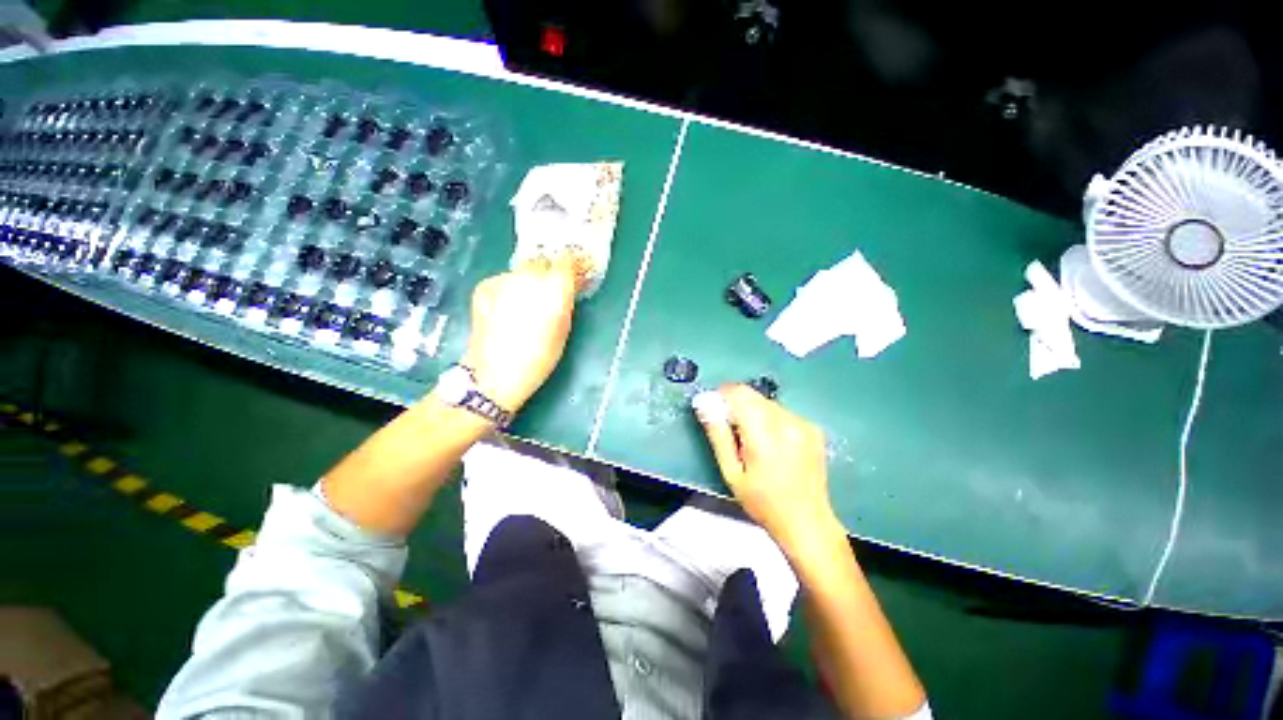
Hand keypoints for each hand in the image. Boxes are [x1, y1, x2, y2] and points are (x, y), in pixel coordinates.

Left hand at [460, 256, 576, 411]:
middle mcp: (529, 277)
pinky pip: (504, 281)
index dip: (571, 264)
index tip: (574, 272)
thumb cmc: (539, 357)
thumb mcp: (564, 330)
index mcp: (554, 288)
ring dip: (528, 282)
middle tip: (548, 292)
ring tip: (525, 305)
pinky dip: (509, 289)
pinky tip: (507, 310)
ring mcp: (504, 279)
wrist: (495, 372)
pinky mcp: (485, 286)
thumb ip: (565, 301)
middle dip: (548, 273)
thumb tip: (568, 285)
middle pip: (543, 262)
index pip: (566, 260)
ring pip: (522, 271)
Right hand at [697, 385, 838, 545]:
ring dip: (754, 412)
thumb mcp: (731, 472)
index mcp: (765, 435)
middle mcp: (787, 423)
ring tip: (753, 441)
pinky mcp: (813, 428)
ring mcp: (803, 424)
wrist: (807, 522)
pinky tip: (772, 443)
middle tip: (732, 430)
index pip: (740, 394)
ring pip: (767, 403)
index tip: (715, 408)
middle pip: (753, 396)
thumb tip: (705, 404)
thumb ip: (718, 435)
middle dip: (737, 405)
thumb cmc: (763, 502)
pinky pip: (782, 412)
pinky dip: (770, 419)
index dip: (723, 395)